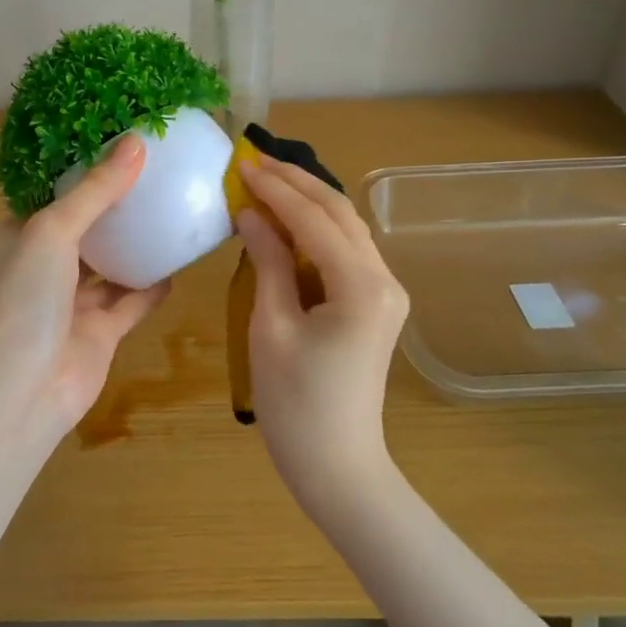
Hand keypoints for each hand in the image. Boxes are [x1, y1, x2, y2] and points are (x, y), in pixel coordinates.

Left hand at [0, 135, 171, 435]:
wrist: (21, 390)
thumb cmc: (24, 298)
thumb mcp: (54, 230)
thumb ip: (96, 191)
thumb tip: (137, 142)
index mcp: (24, 235)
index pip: (55, 194)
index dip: (84, 171)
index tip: (121, 144)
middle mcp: (47, 265)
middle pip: (87, 228)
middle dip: (116, 207)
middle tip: (160, 174)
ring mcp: (74, 302)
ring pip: (112, 266)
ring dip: (137, 246)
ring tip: (174, 212)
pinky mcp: (101, 333)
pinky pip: (132, 302)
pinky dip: (152, 286)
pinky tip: (180, 264)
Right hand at [236, 156, 408, 515]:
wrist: (338, 465)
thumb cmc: (296, 403)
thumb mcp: (272, 326)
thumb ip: (267, 261)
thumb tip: (251, 213)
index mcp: (361, 285)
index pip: (315, 219)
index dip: (275, 189)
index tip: (240, 165)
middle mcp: (384, 278)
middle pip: (339, 213)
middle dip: (296, 182)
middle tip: (253, 161)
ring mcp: (385, 291)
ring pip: (345, 228)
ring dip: (307, 201)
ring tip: (266, 181)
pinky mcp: (376, 303)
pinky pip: (344, 251)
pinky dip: (315, 229)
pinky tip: (286, 220)